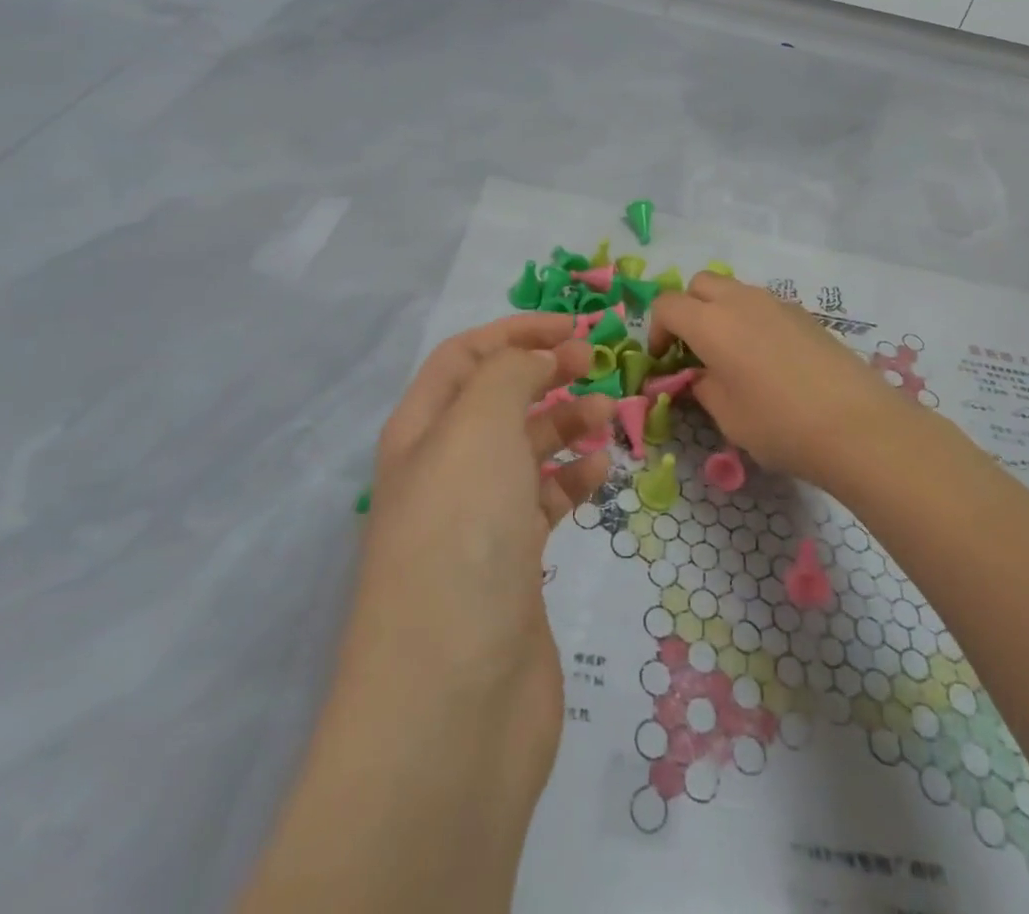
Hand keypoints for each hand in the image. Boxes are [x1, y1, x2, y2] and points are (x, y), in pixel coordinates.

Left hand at [343, 315, 612, 798]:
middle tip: (599, 365)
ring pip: (525, 448)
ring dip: (565, 423)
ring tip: (607, 418)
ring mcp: (476, 520)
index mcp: (421, 432)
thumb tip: (539, 357)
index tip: (575, 326)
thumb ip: (510, 373)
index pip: (465, 357)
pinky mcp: (511, 564)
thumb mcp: (478, 429)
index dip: (517, 330)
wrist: (452, 703)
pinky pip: (544, 500)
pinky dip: (572, 478)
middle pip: (498, 399)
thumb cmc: (460, 538)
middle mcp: (443, 470)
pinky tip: (599, 473)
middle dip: (546, 371)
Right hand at [650, 272, 921, 488]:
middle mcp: (741, 300)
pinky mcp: (804, 314)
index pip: (667, 305)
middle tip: (693, 350)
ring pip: (734, 290)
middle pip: (700, 284)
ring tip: (731, 356)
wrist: (857, 425)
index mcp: (712, 322)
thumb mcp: (726, 415)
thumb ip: (702, 387)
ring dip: (720, 312)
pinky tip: (767, 360)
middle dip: (688, 310)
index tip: (664, 361)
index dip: (656, 330)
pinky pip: (763, 305)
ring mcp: (777, 303)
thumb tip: (698, 376)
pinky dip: (751, 320)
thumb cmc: (779, 424)